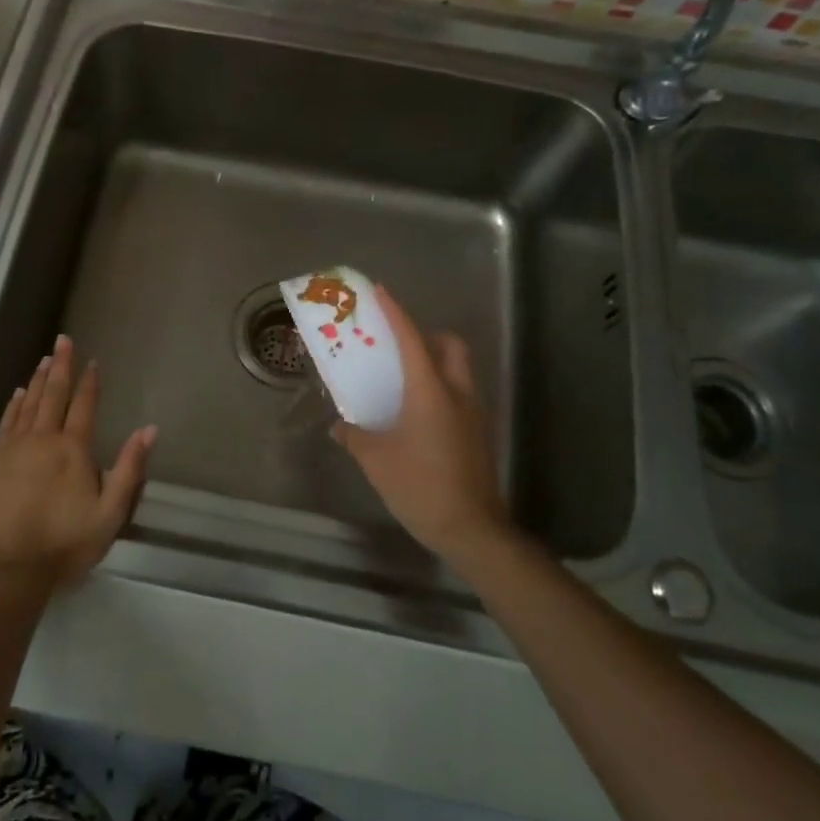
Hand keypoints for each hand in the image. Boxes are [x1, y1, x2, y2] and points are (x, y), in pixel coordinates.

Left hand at [0, 335, 156, 596]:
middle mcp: (42, 439)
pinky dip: (14, 405)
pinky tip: (18, 393)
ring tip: (45, 359)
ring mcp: (14, 449)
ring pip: (29, 404)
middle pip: (53, 395)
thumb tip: (149, 429)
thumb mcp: (110, 514)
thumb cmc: (64, 544)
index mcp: (73, 450)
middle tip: (63, 340)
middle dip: (61, 366)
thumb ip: (129, 469)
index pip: (84, 406)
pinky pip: (7, 423)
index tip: (92, 361)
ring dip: (39, 380)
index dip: (89, 382)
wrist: (7, 570)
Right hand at [332, 287, 508, 565]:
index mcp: (430, 391)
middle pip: (450, 346)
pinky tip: (418, 416)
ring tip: (404, 381)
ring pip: (459, 371)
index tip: (381, 291)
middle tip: (400, 345)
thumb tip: (339, 426)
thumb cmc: (419, 486)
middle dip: (428, 335)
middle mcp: (458, 393)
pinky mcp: (480, 435)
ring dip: (436, 363)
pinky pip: (460, 395)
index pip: (411, 339)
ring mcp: (474, 414)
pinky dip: (441, 390)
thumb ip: (355, 436)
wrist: (472, 529)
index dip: (395, 312)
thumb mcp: (376, 460)